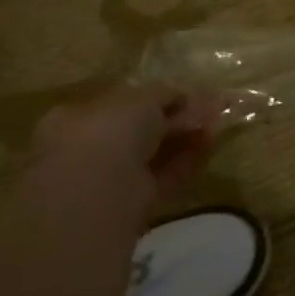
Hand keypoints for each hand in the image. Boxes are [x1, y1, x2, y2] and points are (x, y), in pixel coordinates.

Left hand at [29, 85, 218, 209]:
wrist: (99, 192)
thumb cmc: (109, 132)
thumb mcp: (141, 98)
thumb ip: (164, 93)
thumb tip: (183, 94)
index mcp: (76, 119)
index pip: (121, 104)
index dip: (156, 98)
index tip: (187, 94)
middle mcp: (89, 149)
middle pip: (141, 130)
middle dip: (176, 119)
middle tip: (210, 109)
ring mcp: (110, 178)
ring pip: (155, 153)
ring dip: (186, 138)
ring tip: (218, 124)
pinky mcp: (133, 202)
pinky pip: (165, 175)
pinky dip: (188, 160)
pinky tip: (211, 145)